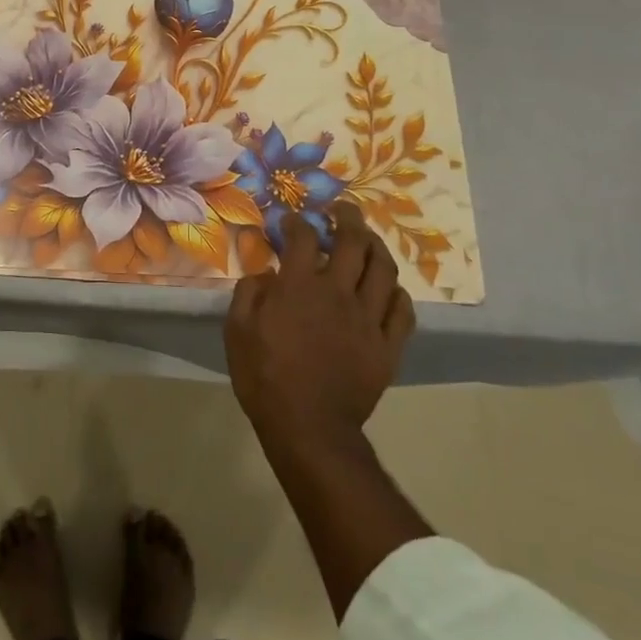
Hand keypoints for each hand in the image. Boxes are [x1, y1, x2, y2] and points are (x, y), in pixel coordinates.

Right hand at [226, 203, 415, 442]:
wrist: (308, 428)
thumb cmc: (264, 377)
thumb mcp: (237, 331)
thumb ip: (249, 293)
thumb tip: (266, 273)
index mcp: (299, 287)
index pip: (303, 237)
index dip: (297, 222)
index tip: (292, 223)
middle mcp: (337, 292)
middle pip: (353, 240)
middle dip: (347, 217)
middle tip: (341, 211)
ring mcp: (368, 318)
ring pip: (383, 268)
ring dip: (375, 246)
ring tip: (367, 239)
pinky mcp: (387, 345)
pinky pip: (403, 309)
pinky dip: (396, 292)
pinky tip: (387, 288)